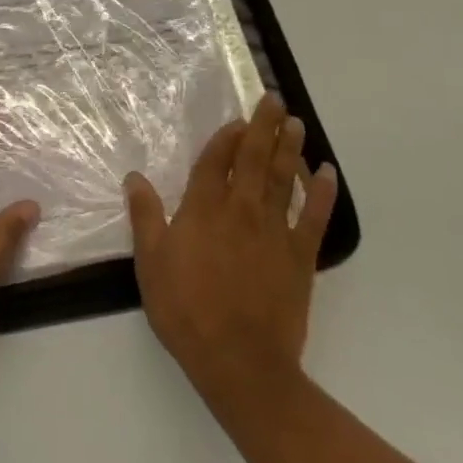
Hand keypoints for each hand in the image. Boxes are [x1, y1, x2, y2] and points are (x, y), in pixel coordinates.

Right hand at [124, 94, 336, 402]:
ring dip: (290, 148)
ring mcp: (274, 231)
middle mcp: (241, 209)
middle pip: (255, 158)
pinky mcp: (300, 256)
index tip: (236, 118)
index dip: (227, 136)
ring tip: (297, 123)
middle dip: (264, 126)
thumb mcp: (151, 264)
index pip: (217, 160)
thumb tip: (134, 177)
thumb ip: (145, 217)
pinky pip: (314, 217)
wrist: (241, 363)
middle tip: (274, 99)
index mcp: (204, 208)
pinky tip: (328, 174)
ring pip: (284, 178)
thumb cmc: (187, 311)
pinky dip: (321, 193)